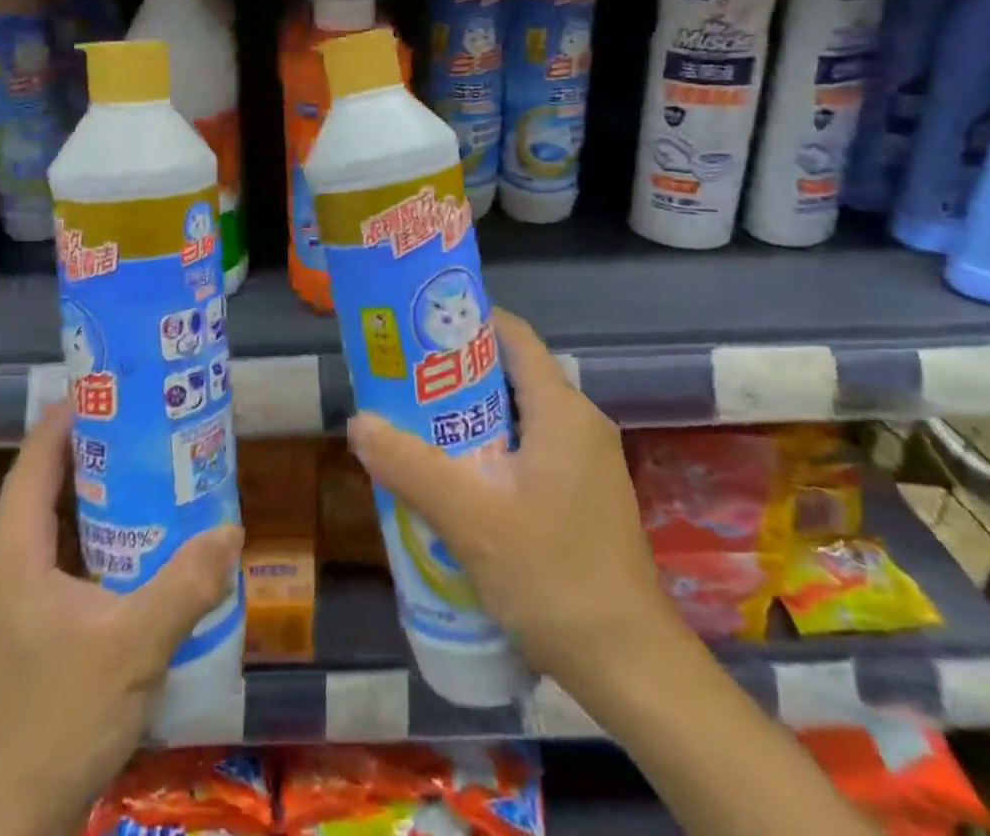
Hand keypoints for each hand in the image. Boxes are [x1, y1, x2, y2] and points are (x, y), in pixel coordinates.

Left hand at [0, 403, 242, 835]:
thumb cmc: (56, 722)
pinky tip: (139, 539)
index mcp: (11, 548)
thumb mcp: (132, 648)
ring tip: (156, 466)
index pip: (39, 454)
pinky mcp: (21, 623)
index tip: (123, 383)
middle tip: (156, 419)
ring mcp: (8, 595)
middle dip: (99, 443)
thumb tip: (233, 528)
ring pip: (54, 516)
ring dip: (99, 488)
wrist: (2, 827)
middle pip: (48, 478)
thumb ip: (185, 585)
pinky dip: (96, 529)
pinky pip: (59, 550)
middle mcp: (2, 560)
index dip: (75, 411)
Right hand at [346, 308, 690, 708]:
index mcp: (562, 410)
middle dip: (456, 375)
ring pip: (520, 417)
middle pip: (512, 375)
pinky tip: (457, 481)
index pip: (514, 336)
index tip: (418, 328)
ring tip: (417, 427)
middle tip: (403, 383)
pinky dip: (492, 451)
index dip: (468, 321)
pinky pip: (531, 450)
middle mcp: (579, 424)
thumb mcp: (470, 519)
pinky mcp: (585, 496)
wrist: (631, 667)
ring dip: (470, 418)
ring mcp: (587, 462)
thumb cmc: (554, 577)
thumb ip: (411, 466)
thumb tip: (358, 423)